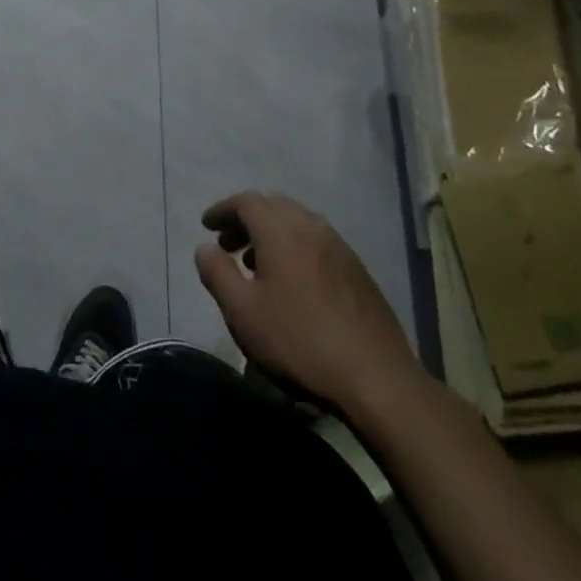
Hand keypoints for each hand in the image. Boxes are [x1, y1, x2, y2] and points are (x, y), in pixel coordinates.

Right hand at [193, 191, 422, 419]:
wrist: (376, 379)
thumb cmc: (299, 342)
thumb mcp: (242, 312)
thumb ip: (217, 273)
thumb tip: (204, 247)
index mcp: (283, 232)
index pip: (247, 201)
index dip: (223, 209)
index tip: (206, 226)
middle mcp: (313, 229)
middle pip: (274, 206)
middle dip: (246, 218)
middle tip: (227, 244)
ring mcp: (340, 249)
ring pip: (298, 222)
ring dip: (271, 233)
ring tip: (255, 264)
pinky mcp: (358, 271)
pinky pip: (317, 241)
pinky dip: (294, 246)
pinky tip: (291, 282)